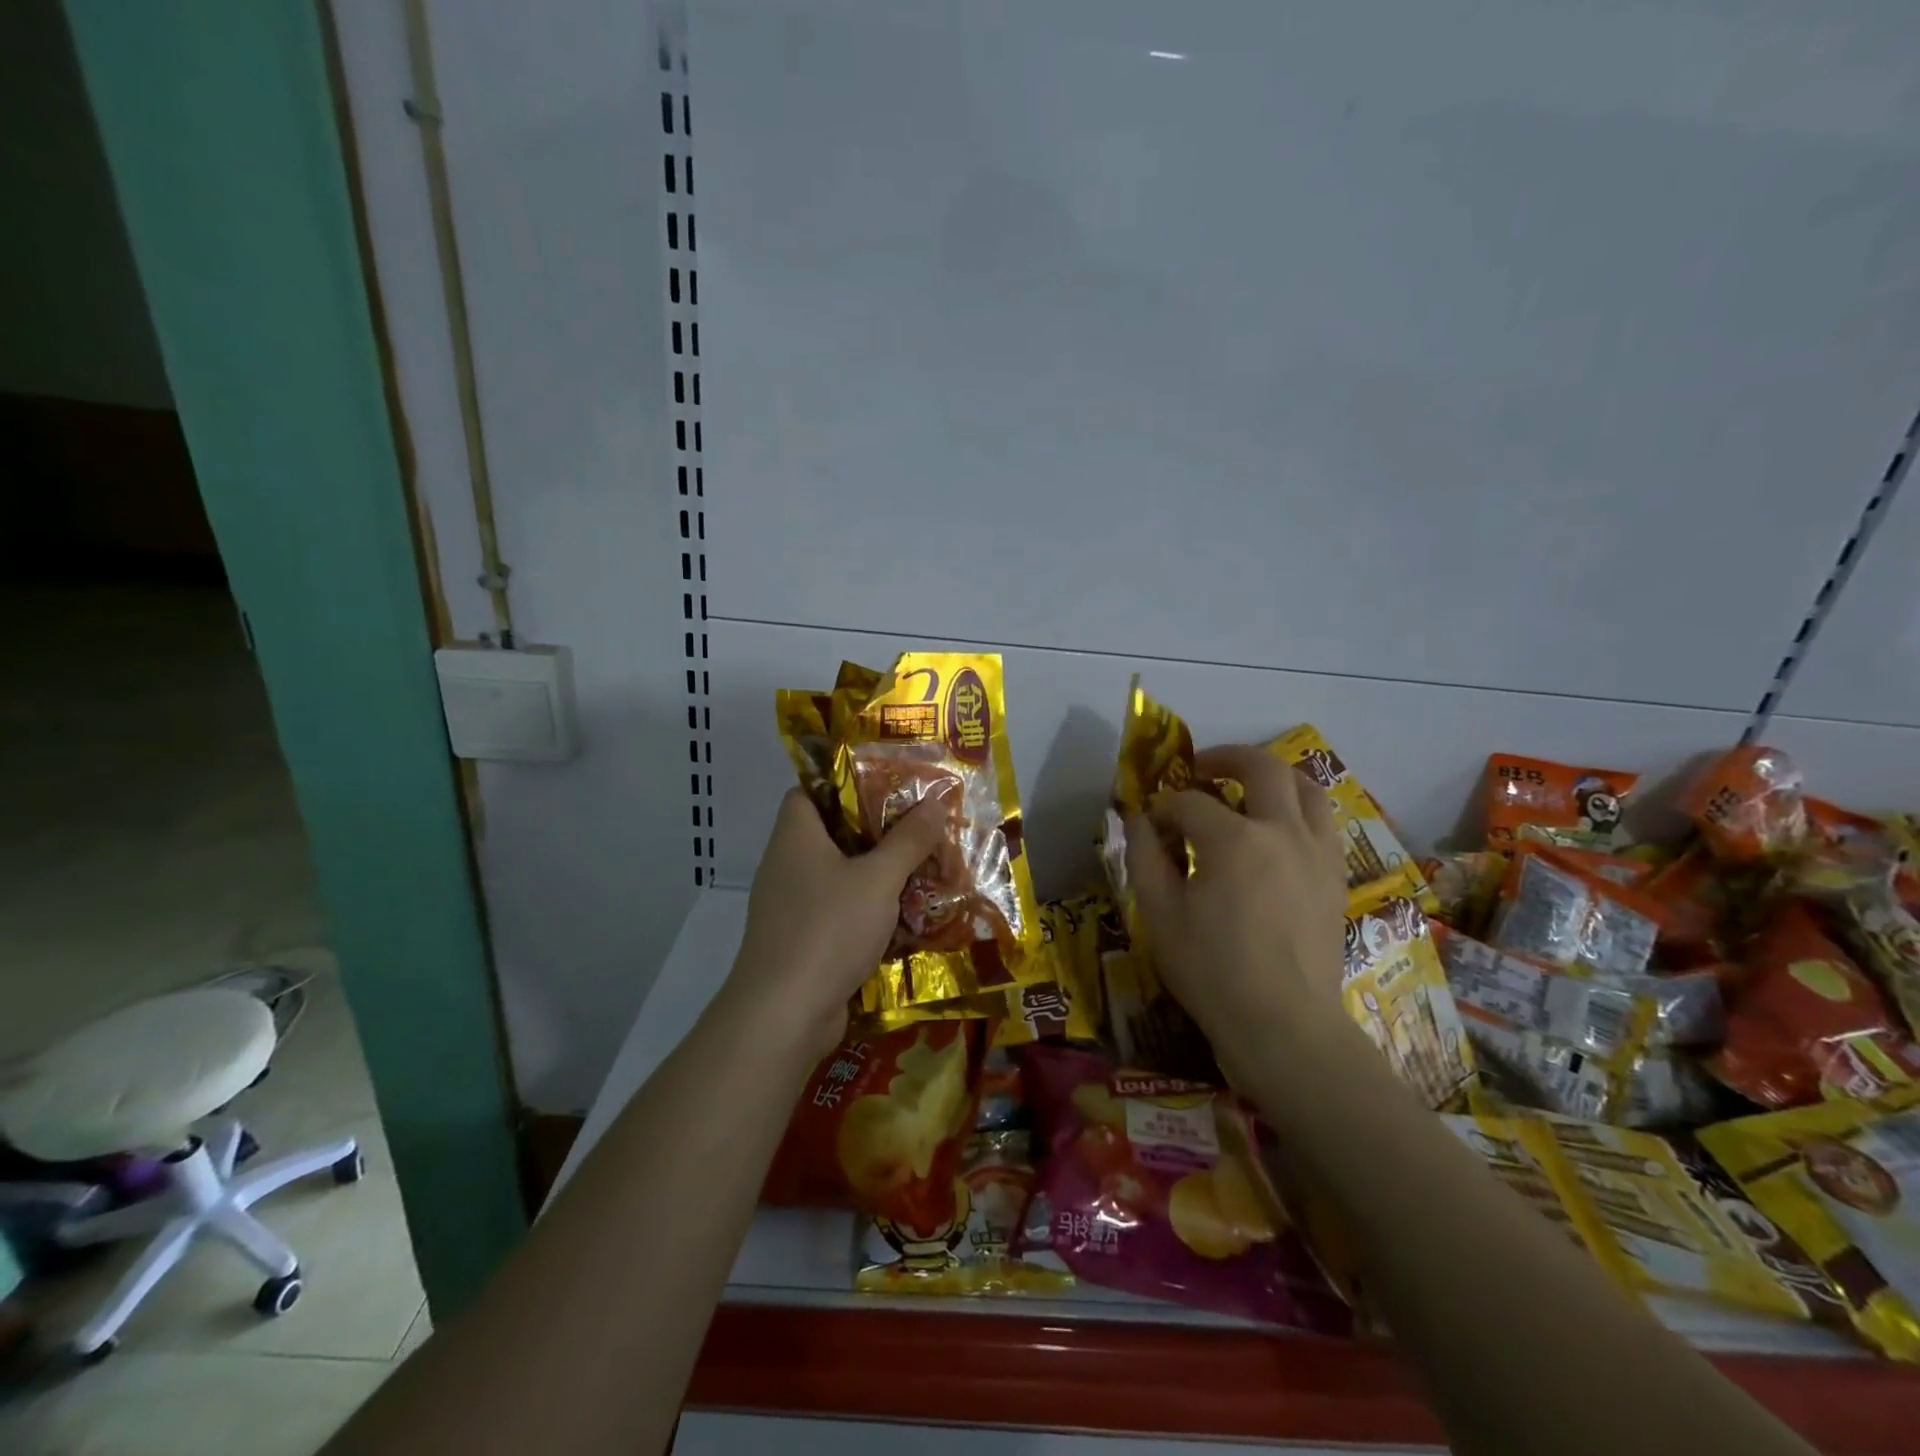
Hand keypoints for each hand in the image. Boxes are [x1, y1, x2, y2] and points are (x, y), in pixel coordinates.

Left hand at [723, 788, 948, 1060]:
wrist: (784, 1015)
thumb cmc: (828, 928)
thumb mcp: (878, 878)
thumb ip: (908, 840)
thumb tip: (935, 804)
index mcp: (795, 836)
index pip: (809, 791)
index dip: (843, 783)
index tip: (886, 786)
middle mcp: (786, 865)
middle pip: (831, 834)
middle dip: (876, 833)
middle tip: (918, 829)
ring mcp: (790, 907)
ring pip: (839, 877)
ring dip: (876, 876)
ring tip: (920, 871)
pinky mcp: (801, 942)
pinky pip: (838, 913)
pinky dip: (867, 912)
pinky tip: (903, 918)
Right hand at [1125, 744, 1348, 1079]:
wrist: (1284, 1027)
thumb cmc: (1212, 972)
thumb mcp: (1160, 915)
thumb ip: (1144, 857)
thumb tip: (1138, 819)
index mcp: (1234, 840)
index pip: (1189, 803)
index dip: (1162, 808)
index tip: (1149, 825)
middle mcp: (1282, 832)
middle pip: (1260, 767)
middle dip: (1224, 758)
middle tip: (1200, 769)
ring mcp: (1317, 852)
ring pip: (1306, 787)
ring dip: (1272, 777)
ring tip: (1246, 788)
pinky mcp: (1335, 876)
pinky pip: (1323, 822)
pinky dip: (1297, 810)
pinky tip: (1276, 832)